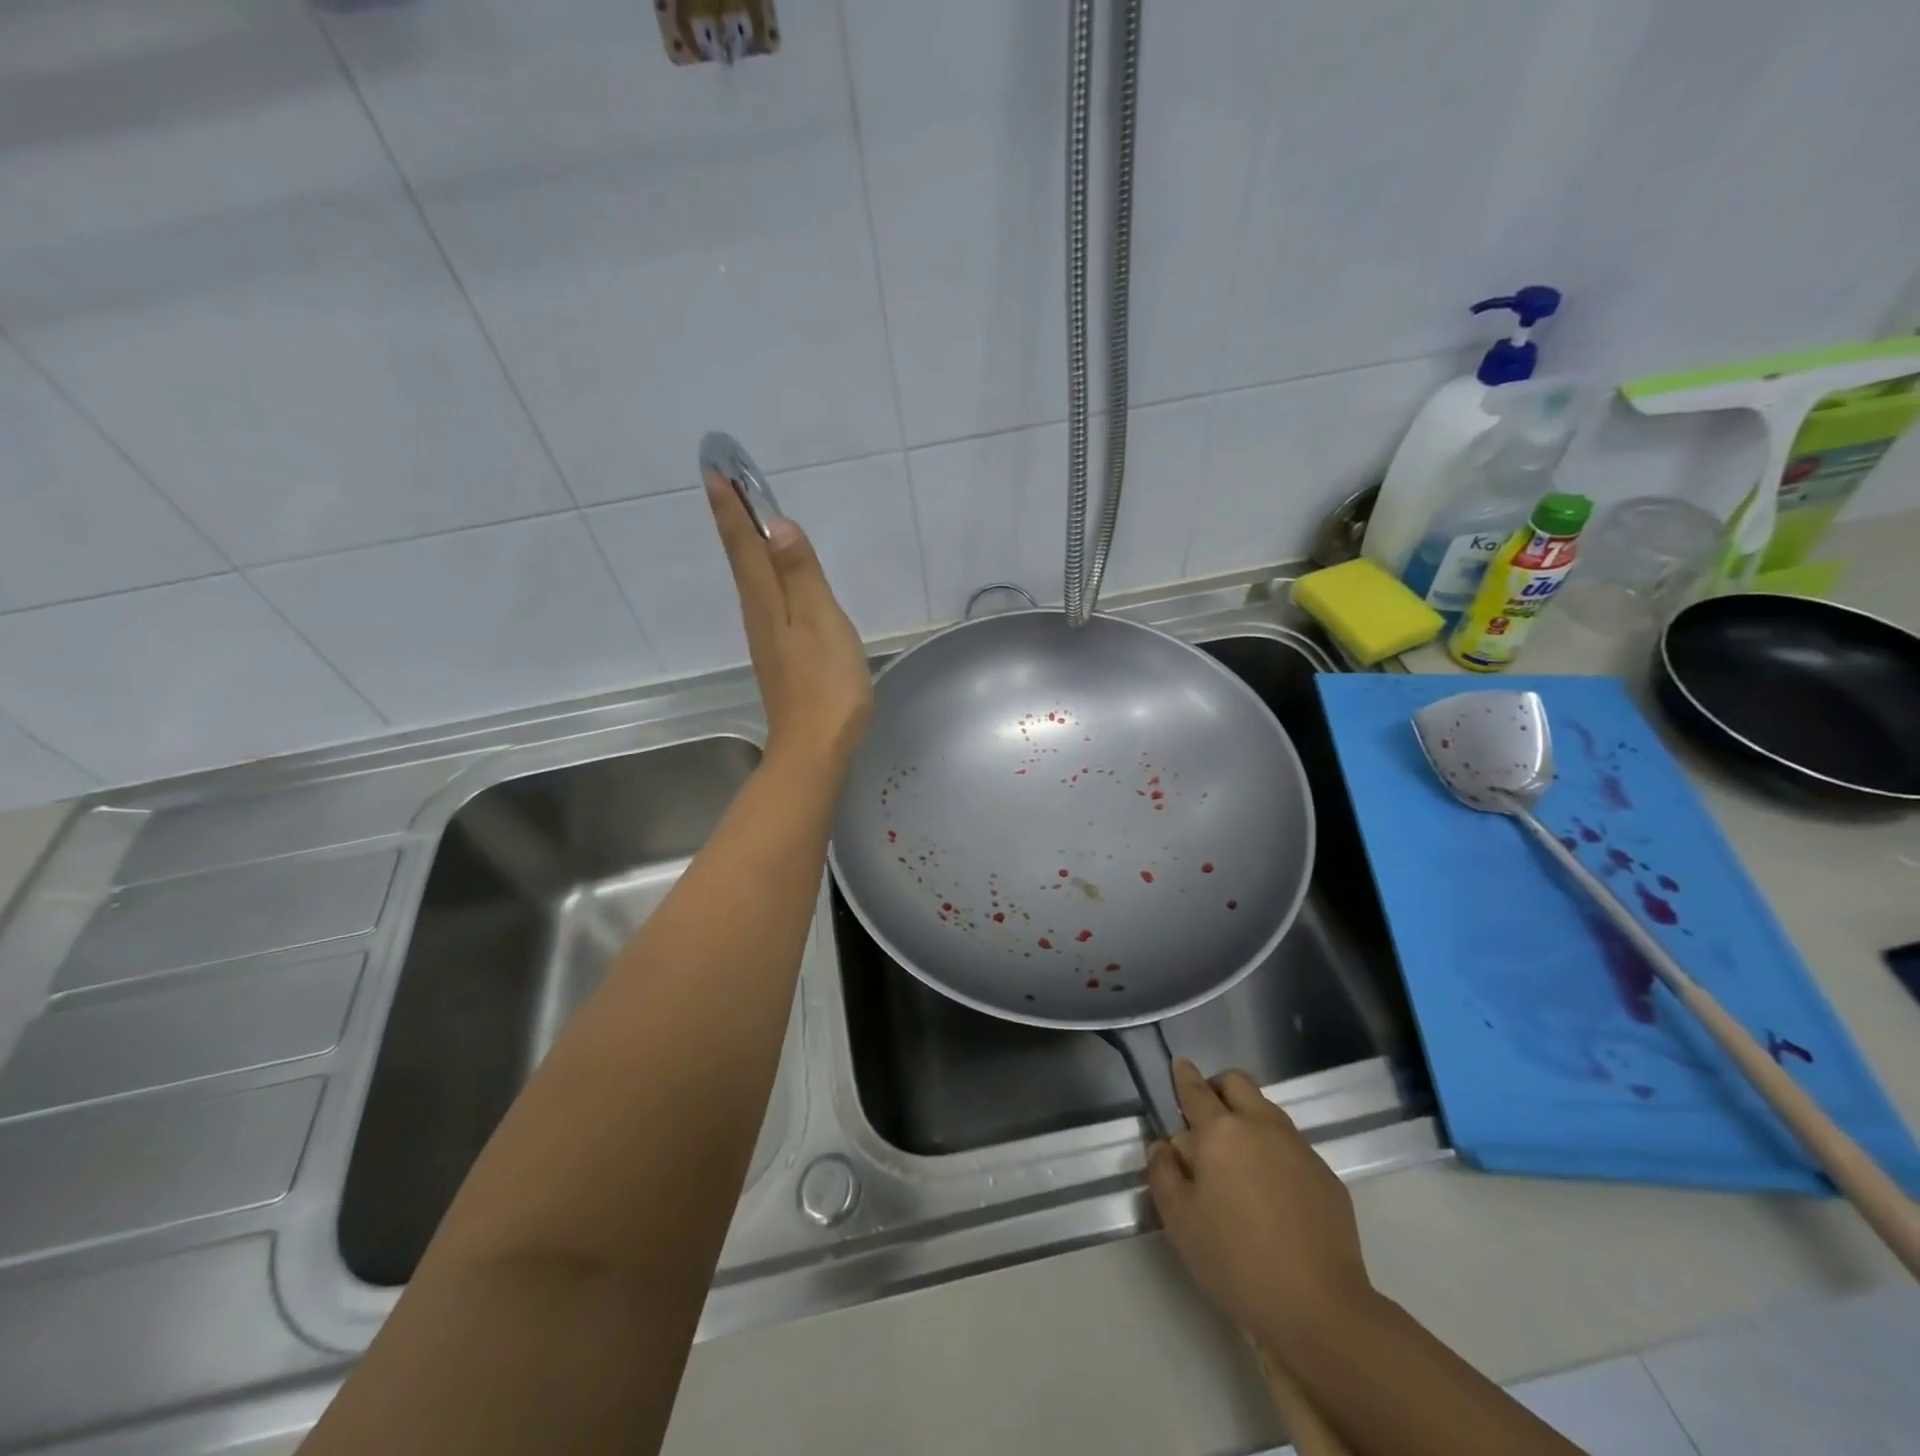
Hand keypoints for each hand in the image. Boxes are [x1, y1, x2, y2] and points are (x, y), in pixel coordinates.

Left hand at [707, 471, 872, 765]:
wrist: (814, 748)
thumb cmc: (826, 684)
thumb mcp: (820, 622)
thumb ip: (800, 574)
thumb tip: (775, 524)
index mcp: (768, 600)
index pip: (745, 543)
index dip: (730, 506)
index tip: (713, 467)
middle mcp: (760, 613)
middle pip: (741, 557)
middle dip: (731, 517)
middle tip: (721, 479)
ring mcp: (768, 637)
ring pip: (750, 578)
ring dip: (744, 543)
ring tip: (743, 514)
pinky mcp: (780, 655)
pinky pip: (765, 599)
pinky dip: (761, 573)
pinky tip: (771, 576)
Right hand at [1146, 1060, 1373, 1351]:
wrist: (1320, 1309)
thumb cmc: (1236, 1260)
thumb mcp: (1179, 1220)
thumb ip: (1163, 1172)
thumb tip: (1164, 1146)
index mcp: (1220, 1131)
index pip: (1196, 1089)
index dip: (1183, 1075)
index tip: (1178, 1065)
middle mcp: (1260, 1125)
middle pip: (1236, 1082)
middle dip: (1217, 1087)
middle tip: (1205, 1115)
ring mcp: (1299, 1148)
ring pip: (1267, 1111)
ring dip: (1247, 1117)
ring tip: (1237, 1157)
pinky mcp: (1326, 1176)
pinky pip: (1292, 1145)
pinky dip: (1274, 1151)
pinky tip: (1271, 1191)